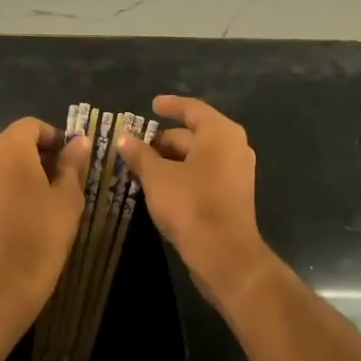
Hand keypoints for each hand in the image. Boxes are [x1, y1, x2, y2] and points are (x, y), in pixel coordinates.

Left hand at [0, 117, 90, 337]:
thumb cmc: (40, 239)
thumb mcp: (67, 200)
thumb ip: (73, 164)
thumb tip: (80, 141)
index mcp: (7, 149)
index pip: (32, 126)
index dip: (55, 137)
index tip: (73, 159)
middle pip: (13, 143)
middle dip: (39, 155)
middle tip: (64, 181)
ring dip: (22, 173)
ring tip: (45, 201)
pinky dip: (6, 190)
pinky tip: (23, 217)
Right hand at [117, 96, 274, 311]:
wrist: (224, 254)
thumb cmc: (190, 205)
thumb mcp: (157, 177)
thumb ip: (140, 154)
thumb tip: (124, 138)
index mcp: (220, 133)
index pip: (192, 109)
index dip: (170, 105)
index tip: (152, 105)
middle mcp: (234, 147)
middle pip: (195, 133)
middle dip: (165, 138)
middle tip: (137, 144)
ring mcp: (237, 172)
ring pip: (199, 156)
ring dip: (172, 158)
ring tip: (142, 165)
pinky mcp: (233, 195)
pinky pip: (205, 173)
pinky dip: (184, 173)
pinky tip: (160, 184)